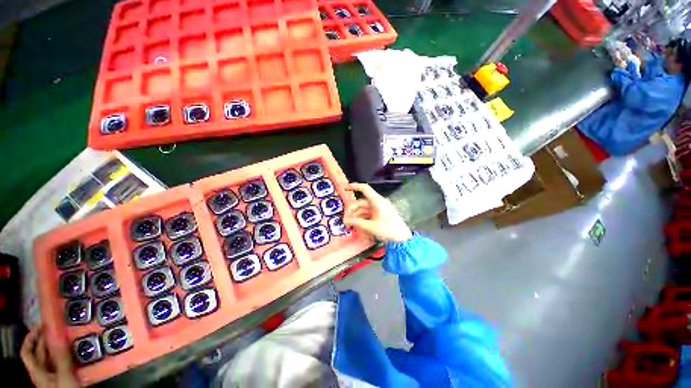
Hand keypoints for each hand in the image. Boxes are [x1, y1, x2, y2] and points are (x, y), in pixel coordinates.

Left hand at [20, 326, 79, 387]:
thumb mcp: (64, 376)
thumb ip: (62, 357)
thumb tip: (60, 334)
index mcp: (37, 371)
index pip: (27, 351)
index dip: (31, 338)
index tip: (41, 324)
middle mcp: (42, 372)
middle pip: (41, 353)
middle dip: (48, 339)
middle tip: (60, 326)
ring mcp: (54, 376)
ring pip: (53, 357)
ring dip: (60, 346)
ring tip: (70, 336)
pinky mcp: (65, 377)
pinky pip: (64, 363)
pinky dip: (68, 354)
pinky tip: (77, 351)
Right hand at [343, 183, 411, 242]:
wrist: (402, 238)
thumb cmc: (388, 230)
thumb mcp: (371, 227)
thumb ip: (357, 223)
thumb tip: (346, 221)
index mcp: (377, 201)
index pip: (365, 188)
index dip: (354, 186)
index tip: (345, 187)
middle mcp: (377, 202)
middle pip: (361, 202)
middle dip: (352, 210)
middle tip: (345, 220)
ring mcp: (379, 209)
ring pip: (363, 209)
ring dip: (356, 216)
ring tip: (350, 225)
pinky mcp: (379, 214)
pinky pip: (368, 214)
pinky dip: (362, 219)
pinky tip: (357, 226)